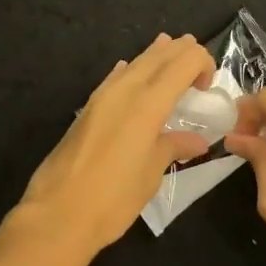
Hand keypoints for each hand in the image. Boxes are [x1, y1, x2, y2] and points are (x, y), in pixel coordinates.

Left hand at [16, 34, 215, 259]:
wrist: (57, 214)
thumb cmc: (113, 198)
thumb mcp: (151, 174)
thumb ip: (173, 148)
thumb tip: (197, 141)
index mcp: (147, 103)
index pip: (183, 61)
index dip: (202, 62)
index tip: (207, 87)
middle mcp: (124, 90)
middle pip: (158, 56)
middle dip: (181, 52)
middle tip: (197, 63)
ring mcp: (101, 97)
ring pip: (135, 63)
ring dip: (156, 57)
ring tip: (170, 51)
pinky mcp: (87, 110)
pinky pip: (115, 78)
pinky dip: (130, 71)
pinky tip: (130, 72)